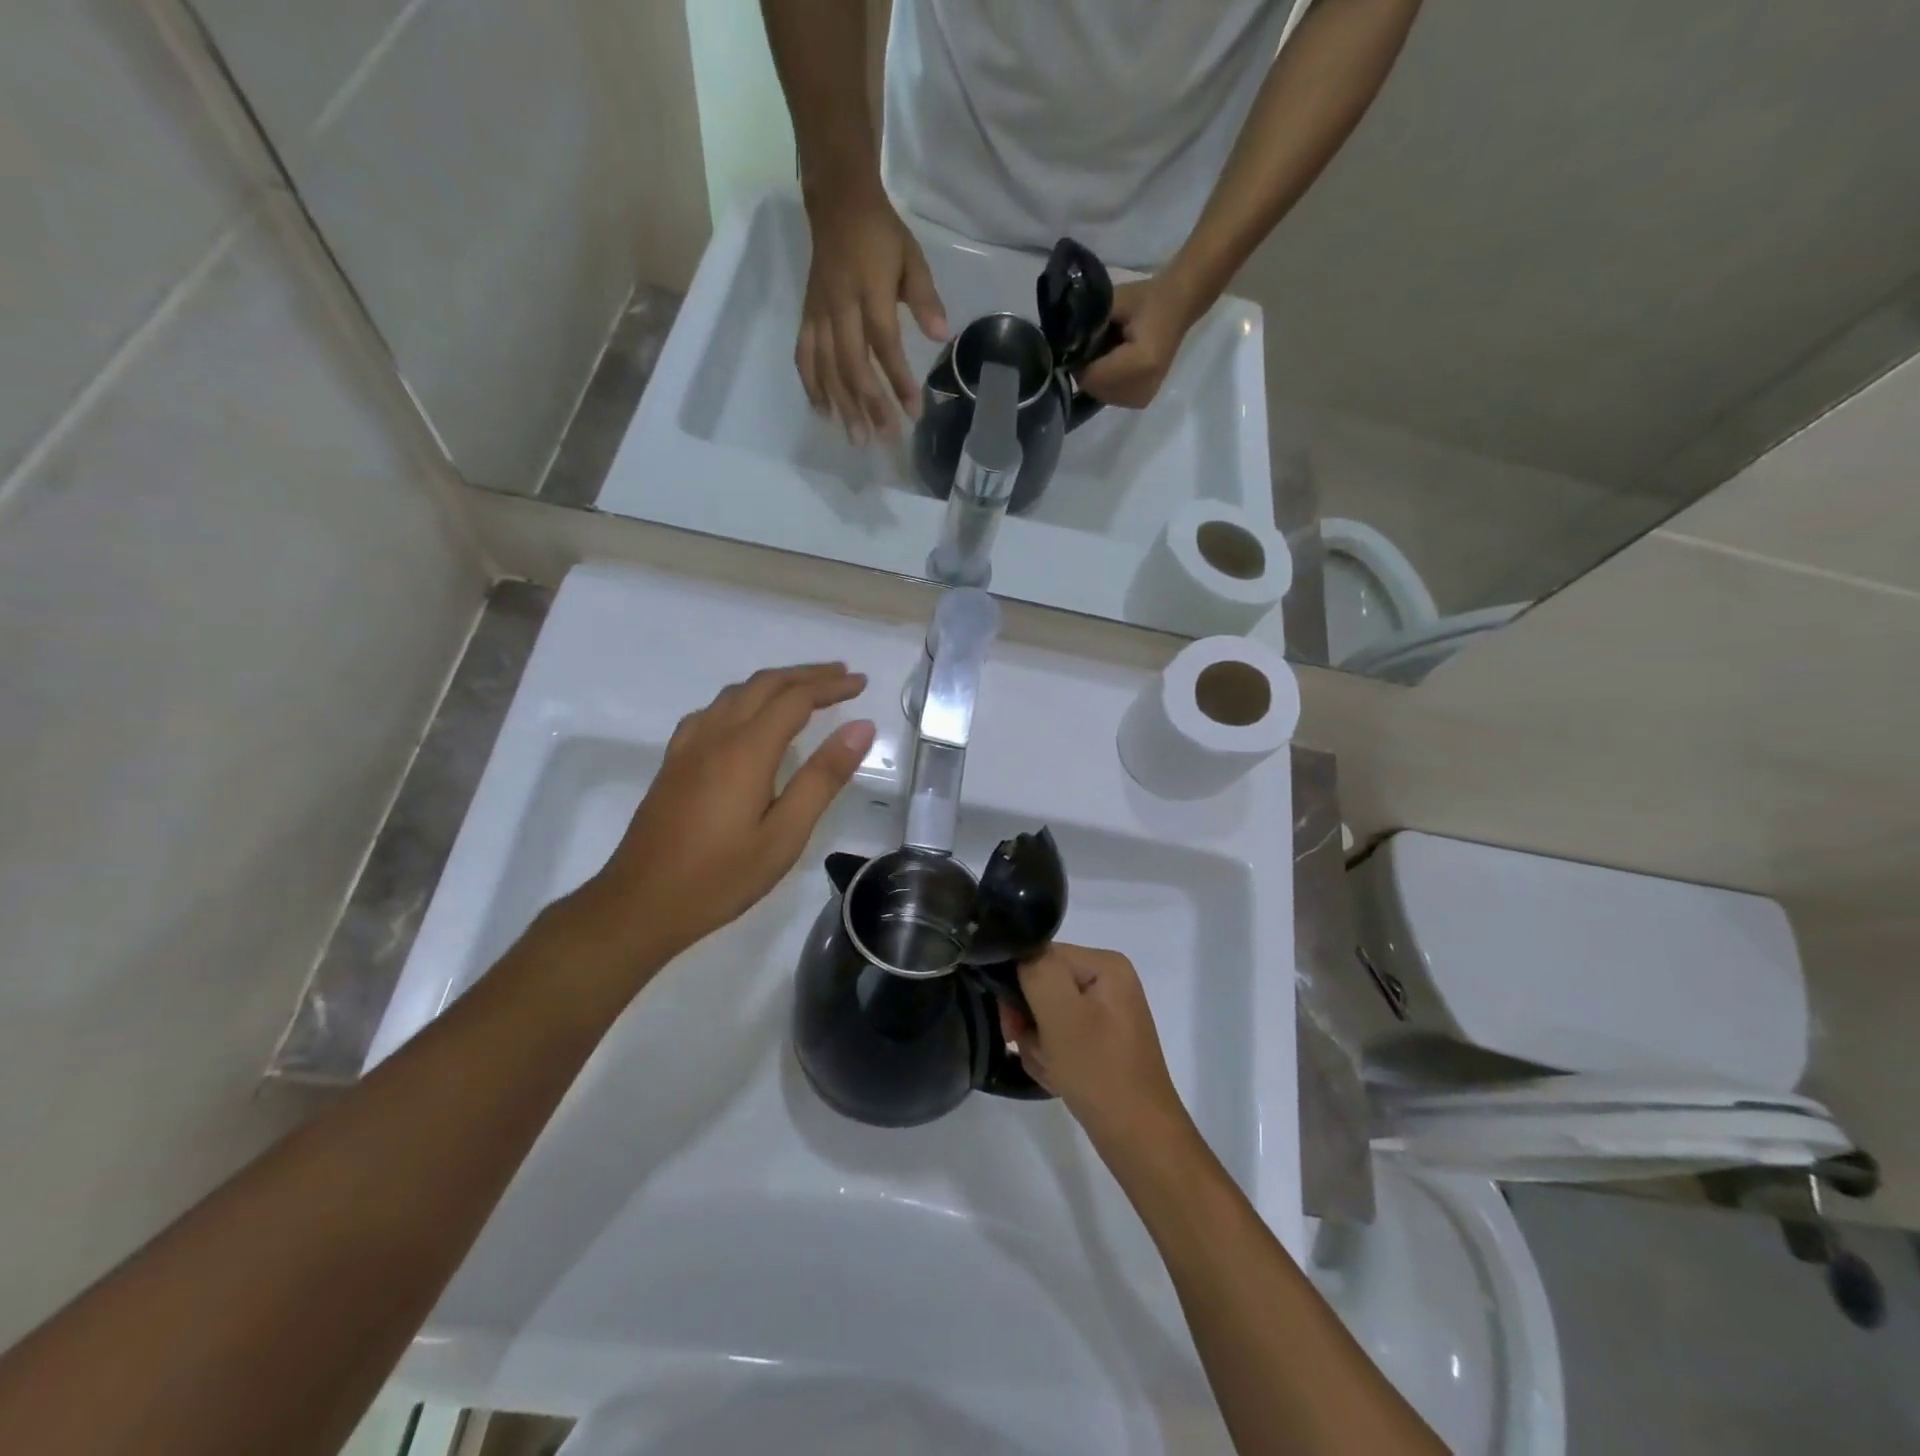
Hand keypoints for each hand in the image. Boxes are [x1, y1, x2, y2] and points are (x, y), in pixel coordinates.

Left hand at [566, 664, 875, 972]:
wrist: (641, 903)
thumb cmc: (721, 876)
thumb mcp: (785, 834)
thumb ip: (823, 777)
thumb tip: (860, 727)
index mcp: (746, 750)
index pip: (796, 698)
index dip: (831, 686)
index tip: (862, 683)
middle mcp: (715, 735)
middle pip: (764, 684)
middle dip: (806, 675)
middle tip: (842, 676)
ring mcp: (689, 746)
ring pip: (736, 693)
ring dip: (775, 683)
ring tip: (805, 689)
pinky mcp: (674, 761)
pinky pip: (712, 710)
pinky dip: (743, 699)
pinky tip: (747, 717)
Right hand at [799, 184, 948, 442]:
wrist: (836, 202)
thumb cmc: (881, 235)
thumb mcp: (912, 258)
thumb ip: (925, 299)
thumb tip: (942, 336)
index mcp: (870, 289)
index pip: (884, 343)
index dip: (898, 379)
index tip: (913, 412)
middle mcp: (840, 305)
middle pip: (852, 363)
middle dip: (868, 403)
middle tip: (882, 439)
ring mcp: (819, 312)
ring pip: (827, 366)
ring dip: (842, 405)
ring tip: (856, 437)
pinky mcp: (806, 316)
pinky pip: (805, 355)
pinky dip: (812, 386)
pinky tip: (824, 413)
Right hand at [1001, 944, 1189, 1148]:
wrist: (1138, 1138)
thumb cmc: (1099, 1071)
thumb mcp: (1061, 1014)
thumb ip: (1036, 971)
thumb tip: (1018, 955)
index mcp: (1105, 964)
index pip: (1040, 957)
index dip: (1019, 987)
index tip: (1013, 1024)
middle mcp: (1107, 981)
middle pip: (1041, 986)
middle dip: (1030, 1022)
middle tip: (1035, 1049)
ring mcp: (1104, 1013)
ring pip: (1045, 1016)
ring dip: (1038, 1045)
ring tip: (1052, 1069)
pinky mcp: (1099, 1041)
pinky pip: (1058, 1038)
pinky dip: (1051, 1058)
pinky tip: (1059, 1078)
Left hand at [1076, 275, 1207, 410]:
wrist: (1179, 305)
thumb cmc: (1147, 299)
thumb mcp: (1114, 302)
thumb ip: (1088, 325)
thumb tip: (1064, 346)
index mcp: (1139, 364)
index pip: (1091, 377)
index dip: (1078, 362)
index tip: (1078, 344)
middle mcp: (1142, 388)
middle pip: (1095, 389)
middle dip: (1087, 370)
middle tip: (1093, 346)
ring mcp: (1143, 398)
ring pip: (1101, 395)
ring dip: (1096, 377)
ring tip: (1108, 353)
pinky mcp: (1142, 400)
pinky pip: (1111, 397)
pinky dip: (1106, 382)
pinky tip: (1115, 364)